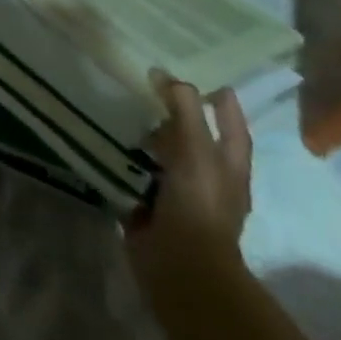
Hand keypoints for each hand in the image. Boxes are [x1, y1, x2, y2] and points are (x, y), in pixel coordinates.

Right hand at [126, 72, 252, 290]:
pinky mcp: (151, 209)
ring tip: (125, 110)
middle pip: (196, 140)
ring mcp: (179, 196)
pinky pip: (138, 176)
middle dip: (179, 118)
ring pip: (165, 158)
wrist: (180, 264)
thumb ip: (184, 110)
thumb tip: (165, 75)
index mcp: (228, 168)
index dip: (224, 105)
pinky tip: (108, 143)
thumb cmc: (198, 203)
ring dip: (149, 138)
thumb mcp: (195, 149)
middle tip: (153, 89)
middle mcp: (208, 180)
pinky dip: (127, 161)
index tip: (210, 81)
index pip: (232, 128)